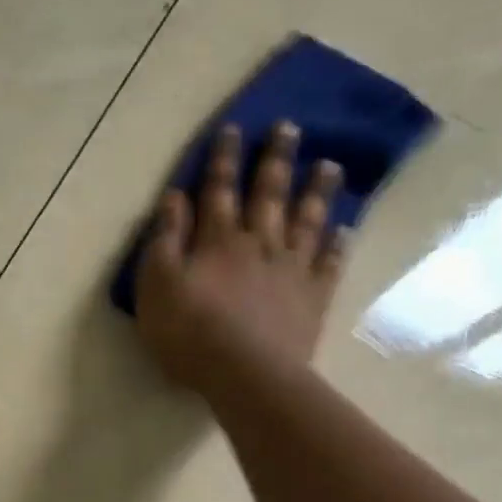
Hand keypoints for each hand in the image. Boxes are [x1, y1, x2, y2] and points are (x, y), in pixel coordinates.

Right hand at [134, 121, 349, 391]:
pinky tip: (344, 229)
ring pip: (306, 221)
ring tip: (329, 165)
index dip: (223, 159)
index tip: (233, 128)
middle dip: (275, 160)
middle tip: (290, 128)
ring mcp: (291, 269)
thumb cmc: (189, 332)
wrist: (245, 374)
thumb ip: (166, 240)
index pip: (219, 190)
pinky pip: (329, 264)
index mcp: (218, 240)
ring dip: (316, 191)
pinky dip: (337, 244)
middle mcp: (259, 244)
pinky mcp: (312, 298)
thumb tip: (175, 197)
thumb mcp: (157, 285)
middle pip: (269, 194)